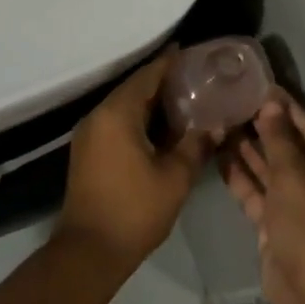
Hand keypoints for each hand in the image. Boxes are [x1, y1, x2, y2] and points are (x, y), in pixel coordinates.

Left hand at [58, 52, 211, 267]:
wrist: (90, 250)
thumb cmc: (135, 210)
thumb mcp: (175, 177)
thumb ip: (196, 145)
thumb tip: (216, 125)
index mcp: (117, 114)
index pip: (147, 76)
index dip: (170, 63)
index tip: (193, 52)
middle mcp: (98, 116)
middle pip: (134, 89)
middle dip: (163, 81)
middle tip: (197, 77)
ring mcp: (89, 135)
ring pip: (124, 106)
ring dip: (151, 102)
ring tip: (186, 99)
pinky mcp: (88, 152)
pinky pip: (116, 123)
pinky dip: (139, 119)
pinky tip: (163, 128)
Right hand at [221, 91, 304, 303]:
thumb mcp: (295, 177)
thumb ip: (280, 139)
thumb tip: (272, 104)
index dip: (286, 106)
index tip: (260, 84)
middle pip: (288, 147)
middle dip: (261, 126)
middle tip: (231, 101)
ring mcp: (296, 206)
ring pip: (269, 170)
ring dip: (247, 149)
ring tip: (220, 121)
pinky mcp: (275, 224)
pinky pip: (257, 192)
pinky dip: (240, 176)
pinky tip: (218, 155)